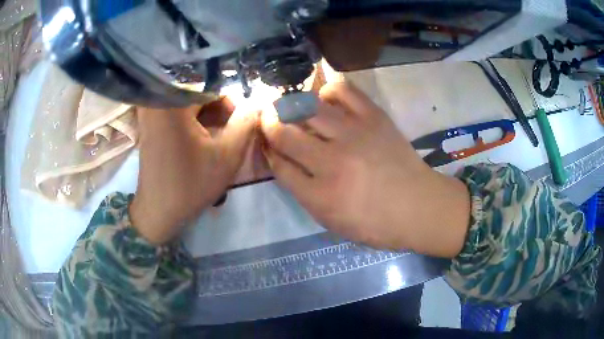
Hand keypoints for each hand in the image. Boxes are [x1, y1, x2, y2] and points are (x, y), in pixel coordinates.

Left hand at [130, 99, 257, 243]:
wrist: (158, 211)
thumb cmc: (190, 185)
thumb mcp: (227, 156)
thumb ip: (246, 123)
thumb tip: (257, 101)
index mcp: (172, 102)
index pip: (210, 82)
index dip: (230, 98)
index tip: (240, 118)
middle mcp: (157, 99)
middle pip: (198, 88)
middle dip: (219, 105)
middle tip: (233, 126)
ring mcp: (150, 110)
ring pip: (188, 98)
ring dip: (208, 112)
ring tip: (220, 133)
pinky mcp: (149, 122)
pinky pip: (177, 108)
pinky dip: (194, 117)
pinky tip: (204, 136)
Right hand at [261, 83, 469, 257]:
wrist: (418, 206)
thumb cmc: (375, 222)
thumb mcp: (332, 221)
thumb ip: (302, 191)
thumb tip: (281, 159)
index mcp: (320, 196)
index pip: (278, 165)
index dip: (268, 151)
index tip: (267, 145)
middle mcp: (332, 162)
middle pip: (284, 132)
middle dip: (270, 123)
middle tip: (271, 120)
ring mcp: (354, 134)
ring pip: (306, 106)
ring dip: (292, 106)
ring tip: (295, 108)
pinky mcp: (374, 116)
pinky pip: (342, 90)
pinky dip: (327, 92)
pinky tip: (326, 101)